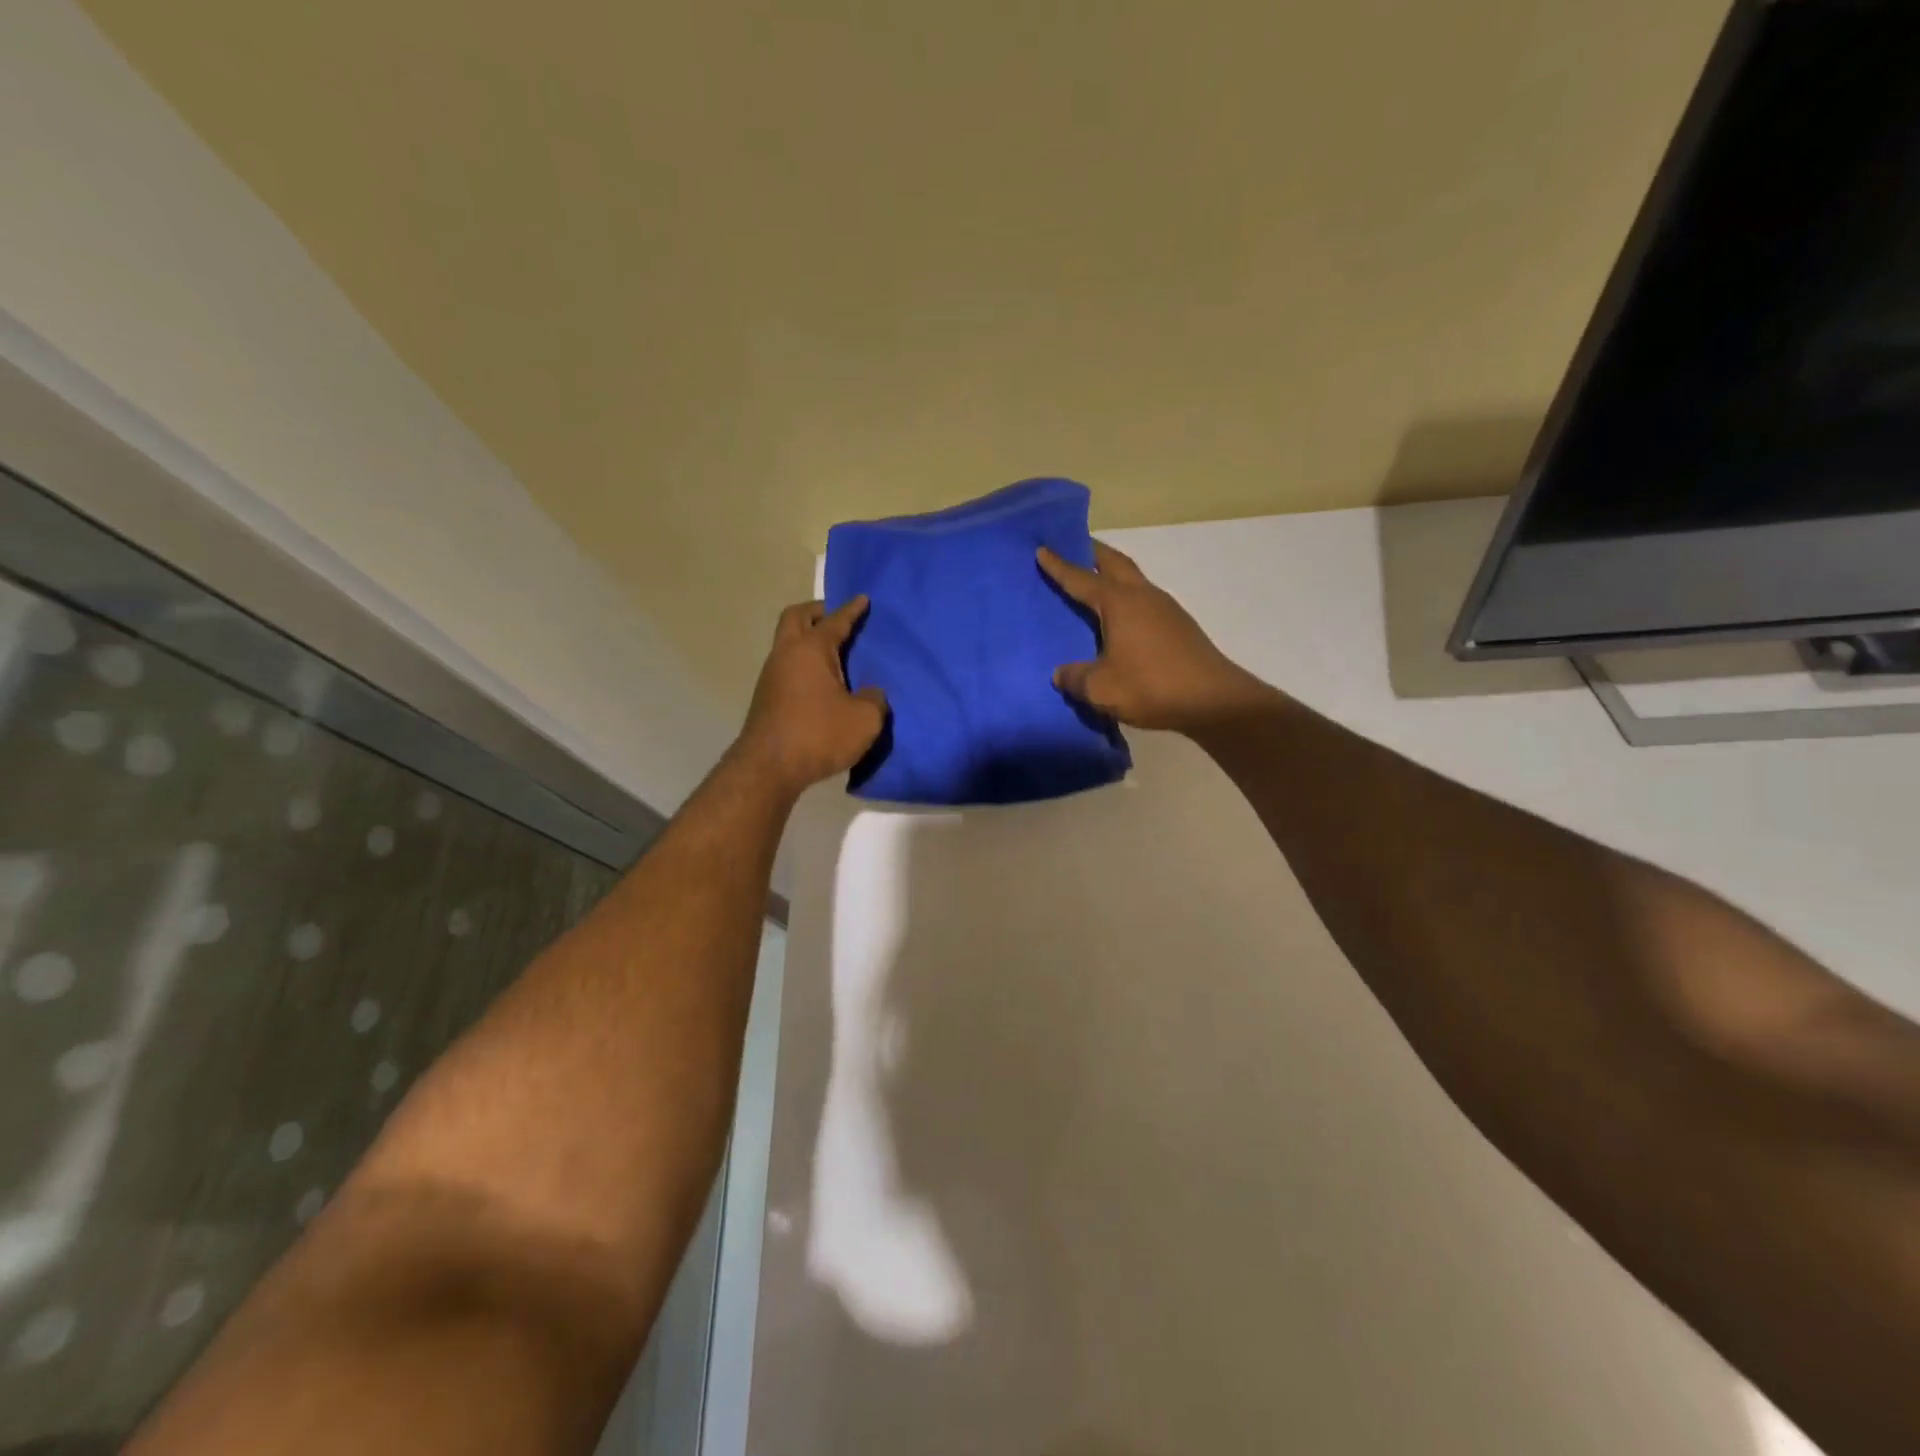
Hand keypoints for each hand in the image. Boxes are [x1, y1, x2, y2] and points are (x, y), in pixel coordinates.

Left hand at [735, 597, 888, 795]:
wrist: (769, 768)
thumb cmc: (819, 734)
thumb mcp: (864, 719)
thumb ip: (875, 699)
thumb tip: (871, 693)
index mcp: (811, 649)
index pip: (835, 620)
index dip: (851, 610)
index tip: (863, 599)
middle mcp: (786, 654)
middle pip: (796, 617)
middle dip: (817, 612)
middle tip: (836, 617)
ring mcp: (771, 676)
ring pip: (787, 643)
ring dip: (806, 639)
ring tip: (832, 652)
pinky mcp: (766, 698)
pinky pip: (786, 667)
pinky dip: (802, 664)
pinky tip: (819, 682)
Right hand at [1037, 542, 1272, 732]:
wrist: (1214, 701)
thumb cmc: (1152, 686)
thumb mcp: (1101, 689)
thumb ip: (1075, 678)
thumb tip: (1060, 673)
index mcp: (1120, 603)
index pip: (1081, 578)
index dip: (1060, 566)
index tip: (1042, 549)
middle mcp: (1143, 596)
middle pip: (1115, 563)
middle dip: (1092, 553)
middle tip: (1074, 547)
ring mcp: (1165, 609)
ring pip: (1133, 580)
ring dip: (1112, 574)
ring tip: (1093, 582)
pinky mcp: (1179, 627)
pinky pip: (1144, 601)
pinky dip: (1126, 599)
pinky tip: (1120, 619)